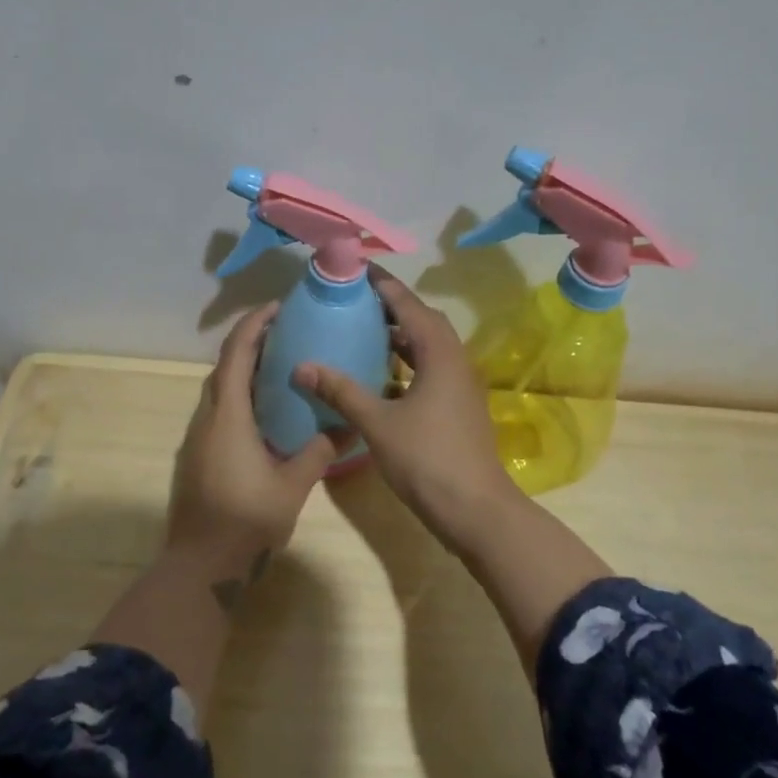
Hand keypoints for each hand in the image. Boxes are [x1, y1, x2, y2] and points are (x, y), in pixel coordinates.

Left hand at [169, 302, 347, 575]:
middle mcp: (206, 419)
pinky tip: (263, 414)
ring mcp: (197, 438)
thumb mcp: (292, 485)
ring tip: (279, 370)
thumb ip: (319, 452)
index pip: (236, 354)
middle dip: (250, 344)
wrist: (200, 567)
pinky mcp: (196, 457)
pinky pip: (217, 412)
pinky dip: (238, 398)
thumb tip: (348, 426)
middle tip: (287, 336)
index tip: (278, 308)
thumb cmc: (246, 521)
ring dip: (243, 372)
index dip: (254, 325)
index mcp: (228, 416)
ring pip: (218, 391)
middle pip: (224, 368)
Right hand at [292, 268, 518, 546]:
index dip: (382, 284)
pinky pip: (429, 368)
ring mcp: (459, 383)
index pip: (407, 303)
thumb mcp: (377, 423)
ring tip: (362, 330)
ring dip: (399, 334)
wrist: (475, 510)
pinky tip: (379, 375)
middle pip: (421, 319)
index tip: (355, 268)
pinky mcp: (457, 404)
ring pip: (427, 345)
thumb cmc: (427, 459)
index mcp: (439, 353)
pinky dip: (405, 362)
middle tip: (354, 299)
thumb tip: (301, 366)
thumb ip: (340, 391)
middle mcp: (454, 359)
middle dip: (390, 305)